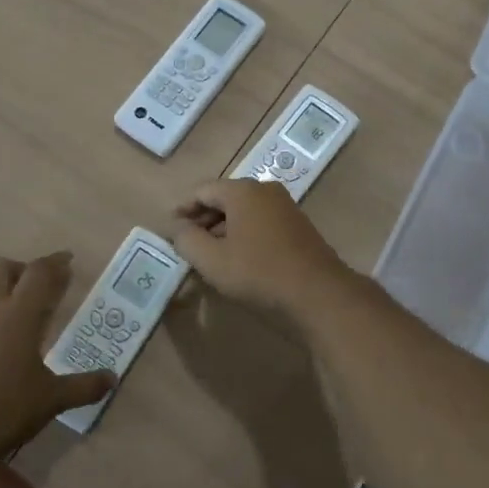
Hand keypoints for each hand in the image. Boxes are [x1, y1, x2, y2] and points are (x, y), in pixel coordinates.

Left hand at [0, 253, 115, 455]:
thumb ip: (85, 385)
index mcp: (20, 314)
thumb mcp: (54, 398)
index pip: (39, 273)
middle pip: (2, 267)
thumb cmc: (10, 408)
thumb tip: (112, 378)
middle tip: (36, 287)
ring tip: (9, 311)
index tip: (68, 260)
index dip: (56, 262)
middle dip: (21, 270)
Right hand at [169, 178, 353, 316]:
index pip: (202, 191)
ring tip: (208, 256)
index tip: (169, 229)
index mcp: (243, 191)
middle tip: (186, 244)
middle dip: (203, 220)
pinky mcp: (298, 228)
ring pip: (244, 213)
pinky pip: (261, 224)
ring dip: (223, 230)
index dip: (182, 209)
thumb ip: (187, 240)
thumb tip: (177, 227)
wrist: (319, 296)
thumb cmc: (259, 274)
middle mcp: (266, 191)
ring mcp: (286, 208)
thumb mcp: (212, 260)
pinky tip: (237, 260)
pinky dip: (243, 236)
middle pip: (224, 199)